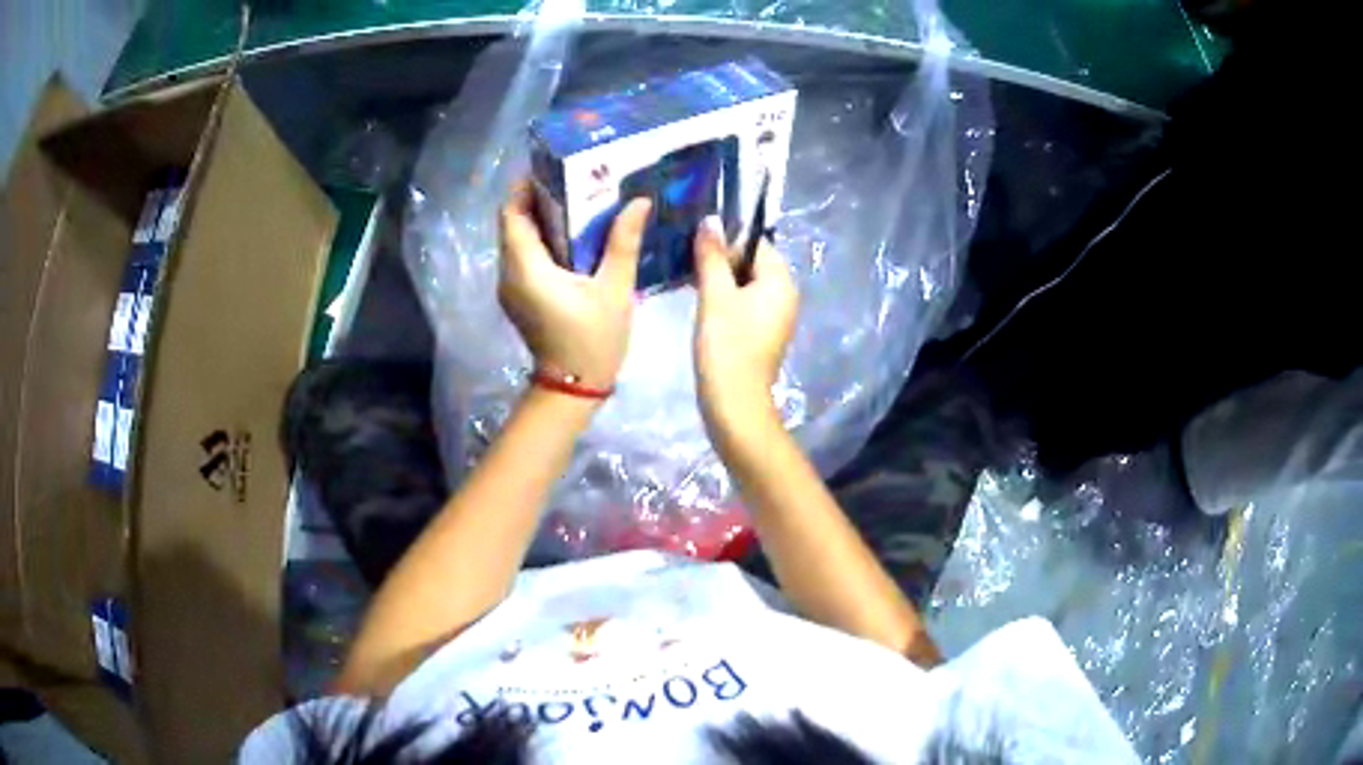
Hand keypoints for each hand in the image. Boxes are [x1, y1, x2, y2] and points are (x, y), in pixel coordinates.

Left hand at [498, 180, 650, 391]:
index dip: (526, 187)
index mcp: (526, 267)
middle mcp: (509, 273)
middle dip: (538, 198)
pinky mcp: (519, 297)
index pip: (512, 214)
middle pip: (514, 224)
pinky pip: (524, 258)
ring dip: (541, 219)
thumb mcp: (615, 289)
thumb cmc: (593, 340)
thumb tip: (638, 201)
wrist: (574, 388)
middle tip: (574, 180)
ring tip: (577, 202)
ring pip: (517, 241)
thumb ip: (623, 242)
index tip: (553, 168)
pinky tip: (573, 237)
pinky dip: (542, 241)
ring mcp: (511, 288)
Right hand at [692, 216, 798, 439]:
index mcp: (780, 281)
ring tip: (688, 280)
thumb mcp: (715, 295)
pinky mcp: (762, 334)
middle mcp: (784, 295)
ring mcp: (775, 317)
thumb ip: (712, 255)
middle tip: (687, 262)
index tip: (696, 246)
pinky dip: (724, 299)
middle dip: (720, 259)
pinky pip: (744, 304)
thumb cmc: (726, 346)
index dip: (726, 239)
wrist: (734, 404)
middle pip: (751, 262)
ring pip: (745, 284)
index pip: (756, 243)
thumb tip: (710, 220)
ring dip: (719, 280)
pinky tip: (701, 305)